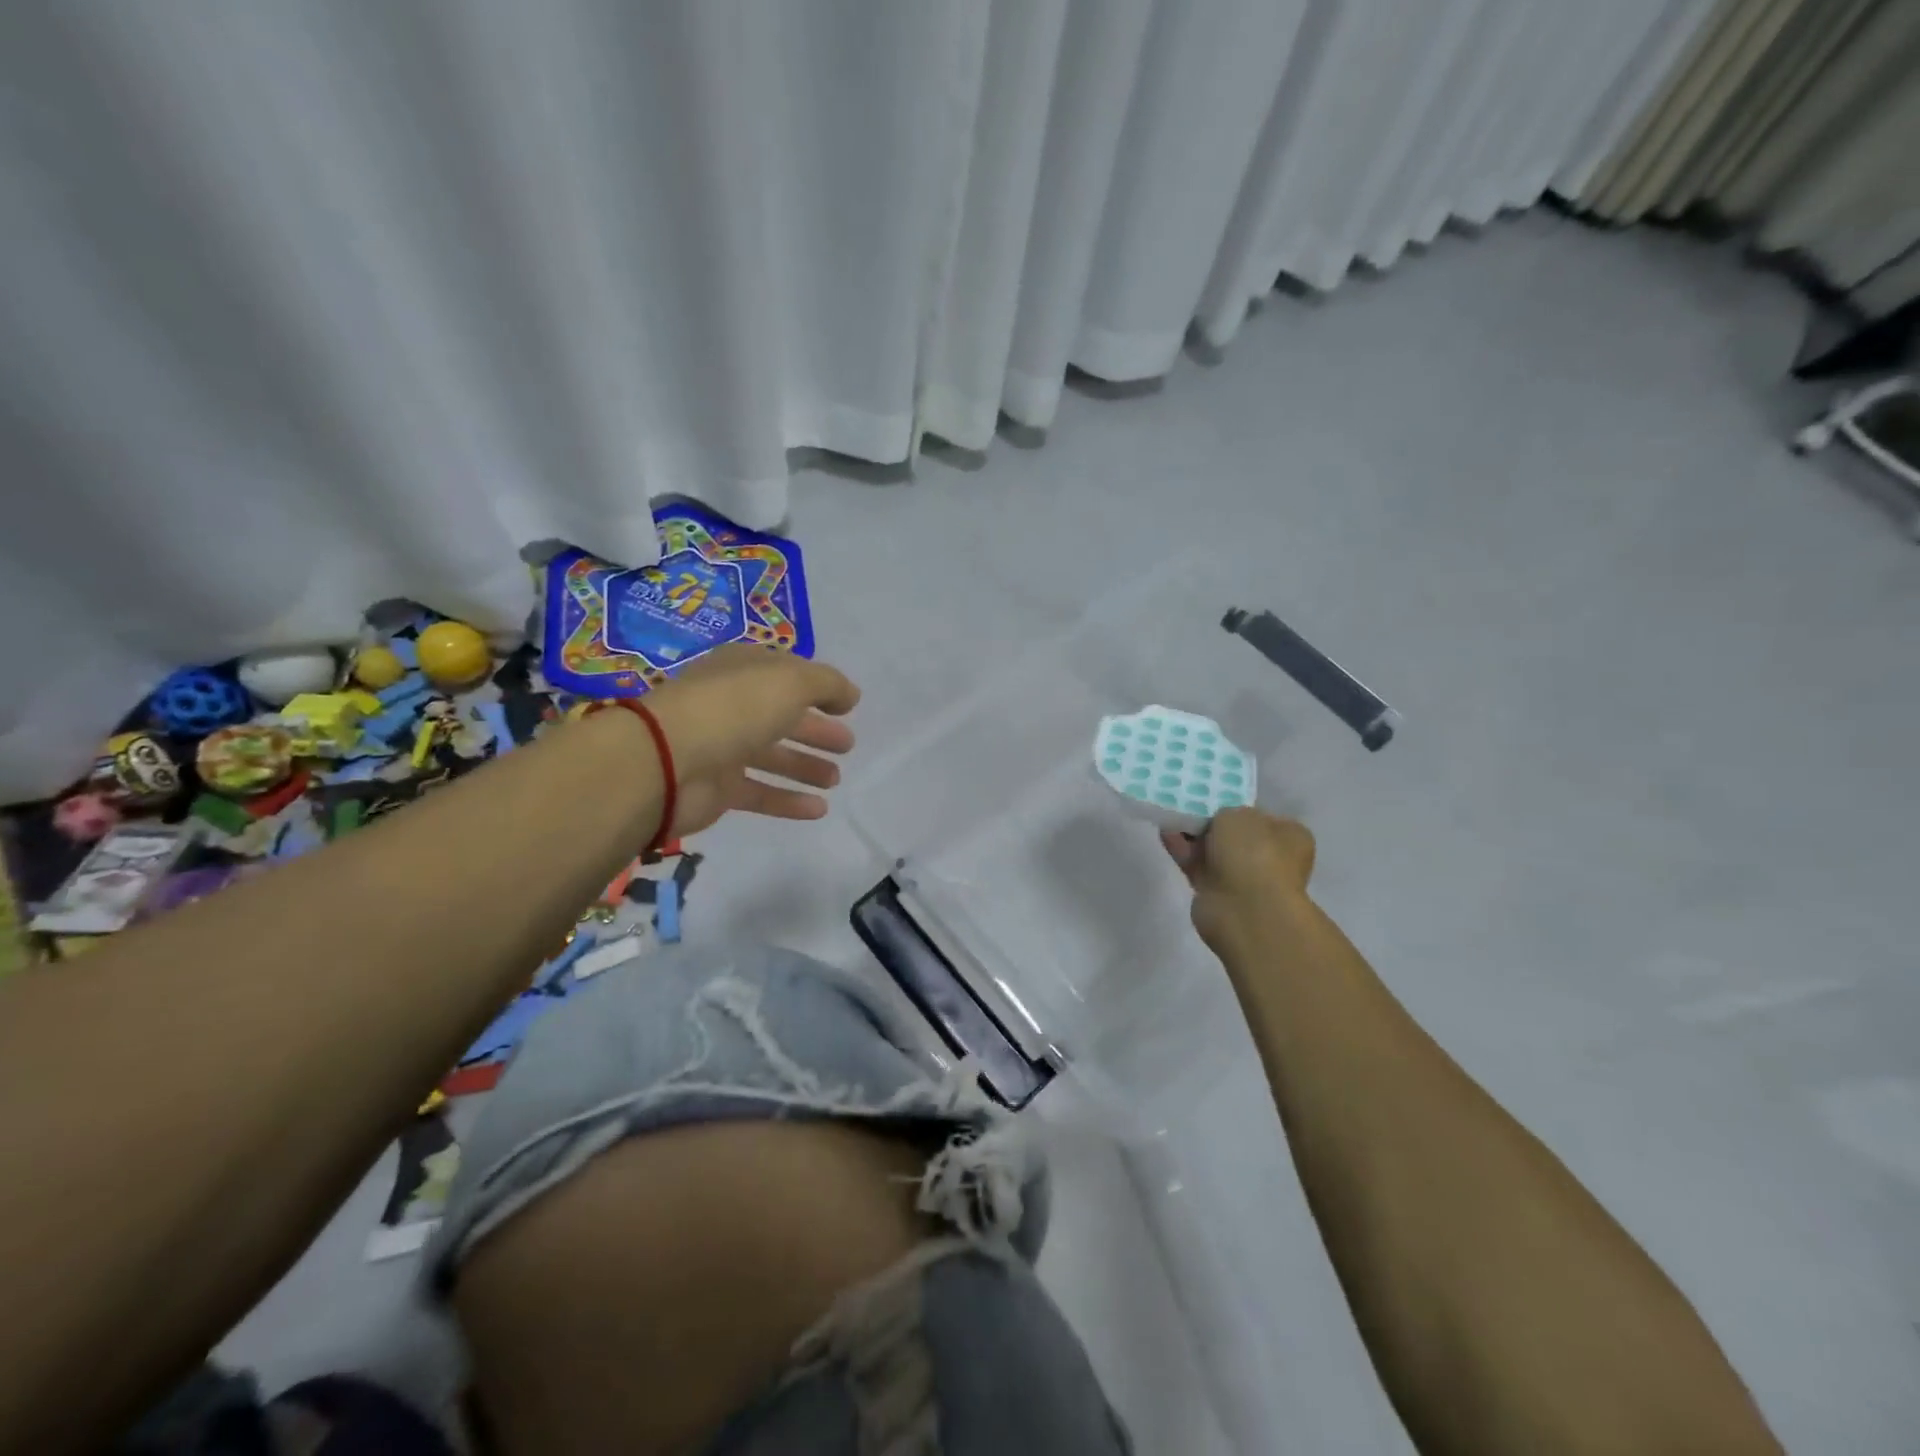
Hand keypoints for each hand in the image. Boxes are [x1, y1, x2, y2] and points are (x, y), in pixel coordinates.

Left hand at [639, 645, 860, 836]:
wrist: (666, 762)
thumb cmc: (733, 708)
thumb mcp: (791, 682)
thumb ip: (827, 684)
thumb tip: (850, 695)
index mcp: (742, 670)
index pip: (785, 674)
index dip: (817, 687)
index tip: (847, 706)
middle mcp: (731, 706)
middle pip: (781, 717)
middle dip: (815, 730)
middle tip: (847, 745)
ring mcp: (721, 748)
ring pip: (771, 756)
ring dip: (804, 766)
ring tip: (835, 779)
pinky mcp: (717, 789)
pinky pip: (760, 793)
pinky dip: (789, 800)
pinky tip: (819, 809)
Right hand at [1160, 807, 1315, 952]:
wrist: (1244, 909)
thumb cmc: (1253, 853)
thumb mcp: (1238, 814)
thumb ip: (1225, 811)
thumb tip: (1219, 822)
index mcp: (1289, 836)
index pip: (1262, 816)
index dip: (1237, 805)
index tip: (1213, 797)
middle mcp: (1271, 858)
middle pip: (1234, 834)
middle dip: (1210, 822)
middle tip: (1187, 804)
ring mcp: (1244, 878)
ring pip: (1213, 851)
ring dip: (1192, 835)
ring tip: (1170, 813)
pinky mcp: (1218, 894)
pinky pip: (1197, 865)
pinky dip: (1182, 850)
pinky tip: (1165, 833)